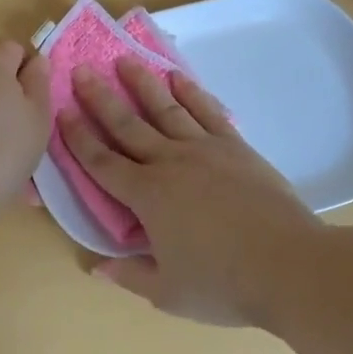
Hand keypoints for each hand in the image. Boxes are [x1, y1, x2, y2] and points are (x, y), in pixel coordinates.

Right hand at [60, 56, 330, 325]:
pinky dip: (191, 93)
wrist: (290, 265)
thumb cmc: (224, 284)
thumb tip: (95, 267)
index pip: (102, 162)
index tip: (62, 112)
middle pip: (127, 125)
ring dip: (142, 84)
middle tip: (81, 70)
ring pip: (165, 109)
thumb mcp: (168, 293)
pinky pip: (207, 112)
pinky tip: (177, 78)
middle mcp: (170, 163)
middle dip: (100, 98)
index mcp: (147, 196)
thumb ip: (130, 274)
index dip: (79, 138)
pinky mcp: (235, 147)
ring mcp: (204, 149)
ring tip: (124, 60)